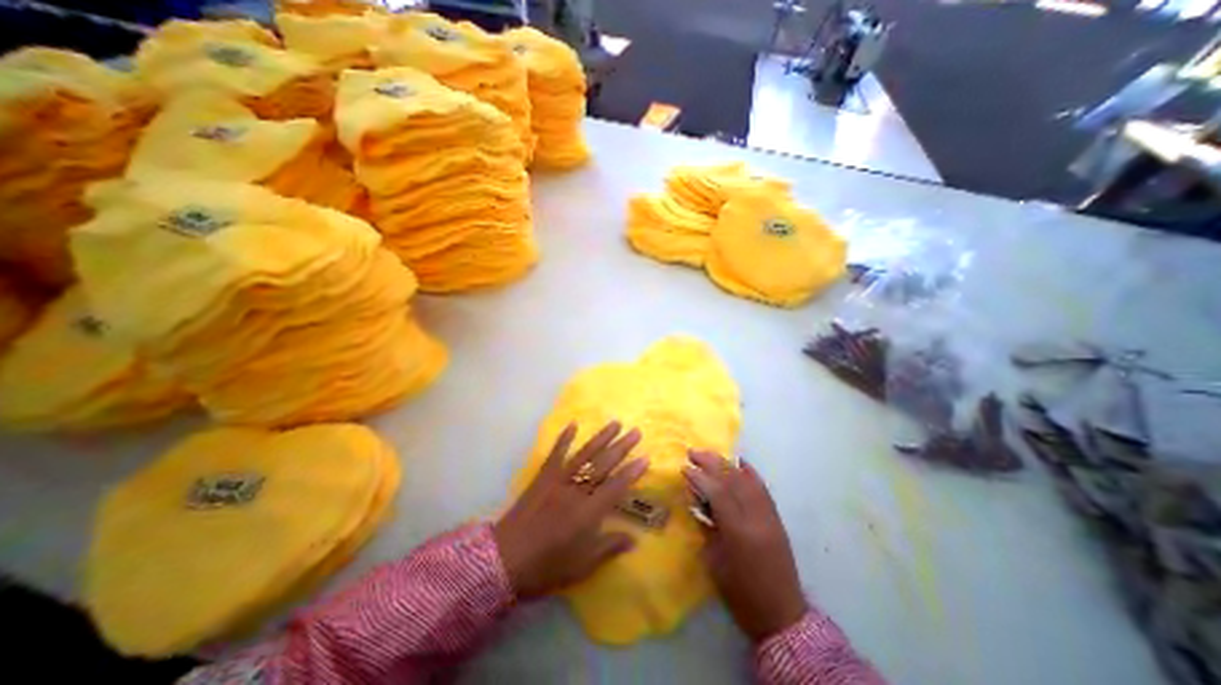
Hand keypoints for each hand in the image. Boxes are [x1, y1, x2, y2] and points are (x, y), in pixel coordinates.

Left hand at [493, 420, 653, 600]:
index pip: (616, 487)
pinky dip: (564, 439)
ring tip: (615, 423)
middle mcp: (575, 491)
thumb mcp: (581, 565)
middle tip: (636, 432)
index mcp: (588, 513)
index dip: (632, 473)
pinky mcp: (542, 478)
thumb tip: (634, 539)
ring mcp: (558, 481)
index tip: (646, 457)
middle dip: (621, 447)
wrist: (503, 560)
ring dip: (601, 438)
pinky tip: (573, 424)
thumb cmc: (545, 567)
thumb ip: (608, 548)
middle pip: (602, 465)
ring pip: (584, 455)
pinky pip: (555, 454)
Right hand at [684, 451, 809, 645]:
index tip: (684, 467)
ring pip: (747, 480)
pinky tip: (739, 462)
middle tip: (693, 452)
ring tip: (710, 454)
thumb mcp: (715, 562)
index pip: (718, 493)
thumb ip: (706, 527)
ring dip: (727, 463)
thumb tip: (697, 502)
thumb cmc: (741, 594)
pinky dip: (749, 472)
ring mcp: (769, 516)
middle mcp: (756, 518)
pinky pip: (762, 488)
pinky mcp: (777, 518)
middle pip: (732, 480)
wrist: (783, 615)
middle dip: (711, 462)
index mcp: (738, 532)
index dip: (700, 477)